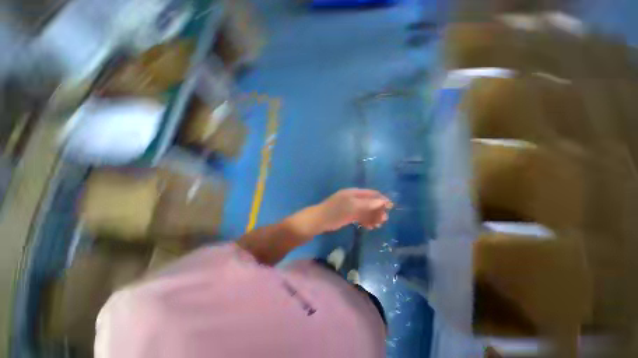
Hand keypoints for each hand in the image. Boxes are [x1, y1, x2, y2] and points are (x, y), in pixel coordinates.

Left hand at [314, 188, 392, 231]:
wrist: (320, 220)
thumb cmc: (336, 211)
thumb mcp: (352, 206)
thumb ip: (367, 204)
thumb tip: (383, 201)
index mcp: (354, 193)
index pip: (371, 193)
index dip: (381, 199)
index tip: (390, 207)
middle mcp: (353, 198)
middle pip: (369, 202)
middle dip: (377, 210)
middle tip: (383, 220)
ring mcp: (351, 207)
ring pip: (365, 210)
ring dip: (372, 217)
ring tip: (378, 225)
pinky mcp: (348, 215)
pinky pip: (360, 216)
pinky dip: (366, 221)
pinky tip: (370, 227)